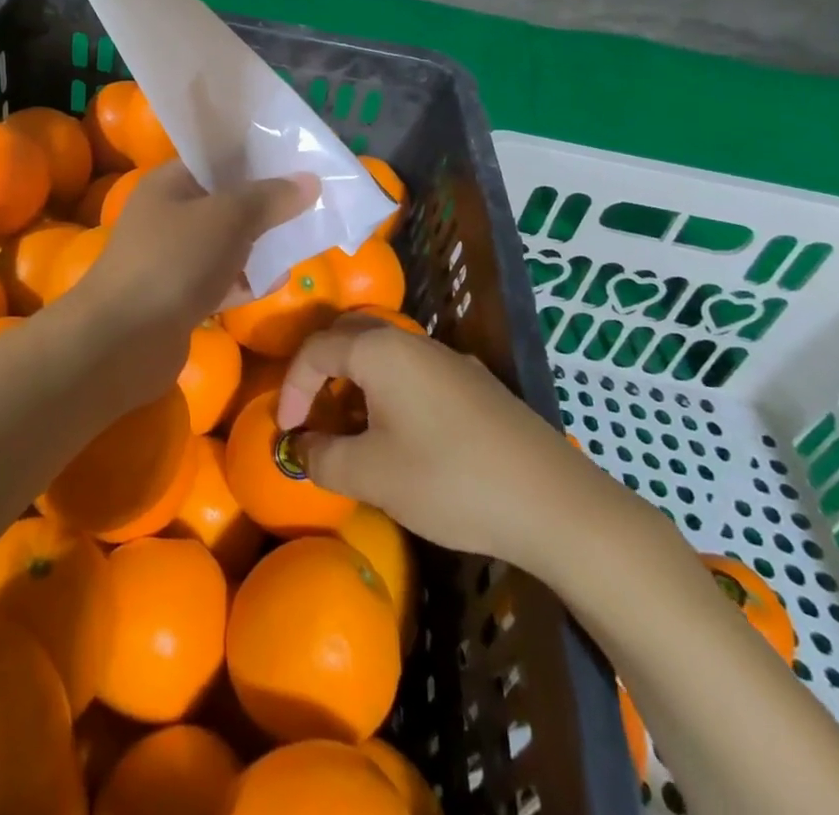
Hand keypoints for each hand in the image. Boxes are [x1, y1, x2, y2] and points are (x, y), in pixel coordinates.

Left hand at [57, 163, 316, 403]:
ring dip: (258, 244)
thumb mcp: (228, 218)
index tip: (297, 161)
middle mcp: (167, 215)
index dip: (255, 157)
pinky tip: (278, 282)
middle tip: (310, 203)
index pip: (215, 158)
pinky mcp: (179, 298)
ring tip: (304, 240)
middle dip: (264, 204)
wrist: (122, 342)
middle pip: (224, 201)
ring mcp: (171, 258)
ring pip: (225, 243)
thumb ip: (270, 198)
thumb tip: (310, 179)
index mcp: (169, 183)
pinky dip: (246, 280)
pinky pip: (220, 280)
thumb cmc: (174, 262)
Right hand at [277, 316, 644, 577]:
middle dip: (320, 373)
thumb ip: (323, 458)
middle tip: (311, 415)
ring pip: (382, 354)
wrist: (553, 501)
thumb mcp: (372, 475)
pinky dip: (387, 390)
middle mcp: (411, 341)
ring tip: (350, 428)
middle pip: (348, 338)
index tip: (285, 431)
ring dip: (354, 382)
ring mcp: (447, 358)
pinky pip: (412, 371)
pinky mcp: (473, 382)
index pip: (315, 350)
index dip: (291, 388)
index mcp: (380, 350)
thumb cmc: (449, 480)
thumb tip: (300, 449)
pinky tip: (399, 434)